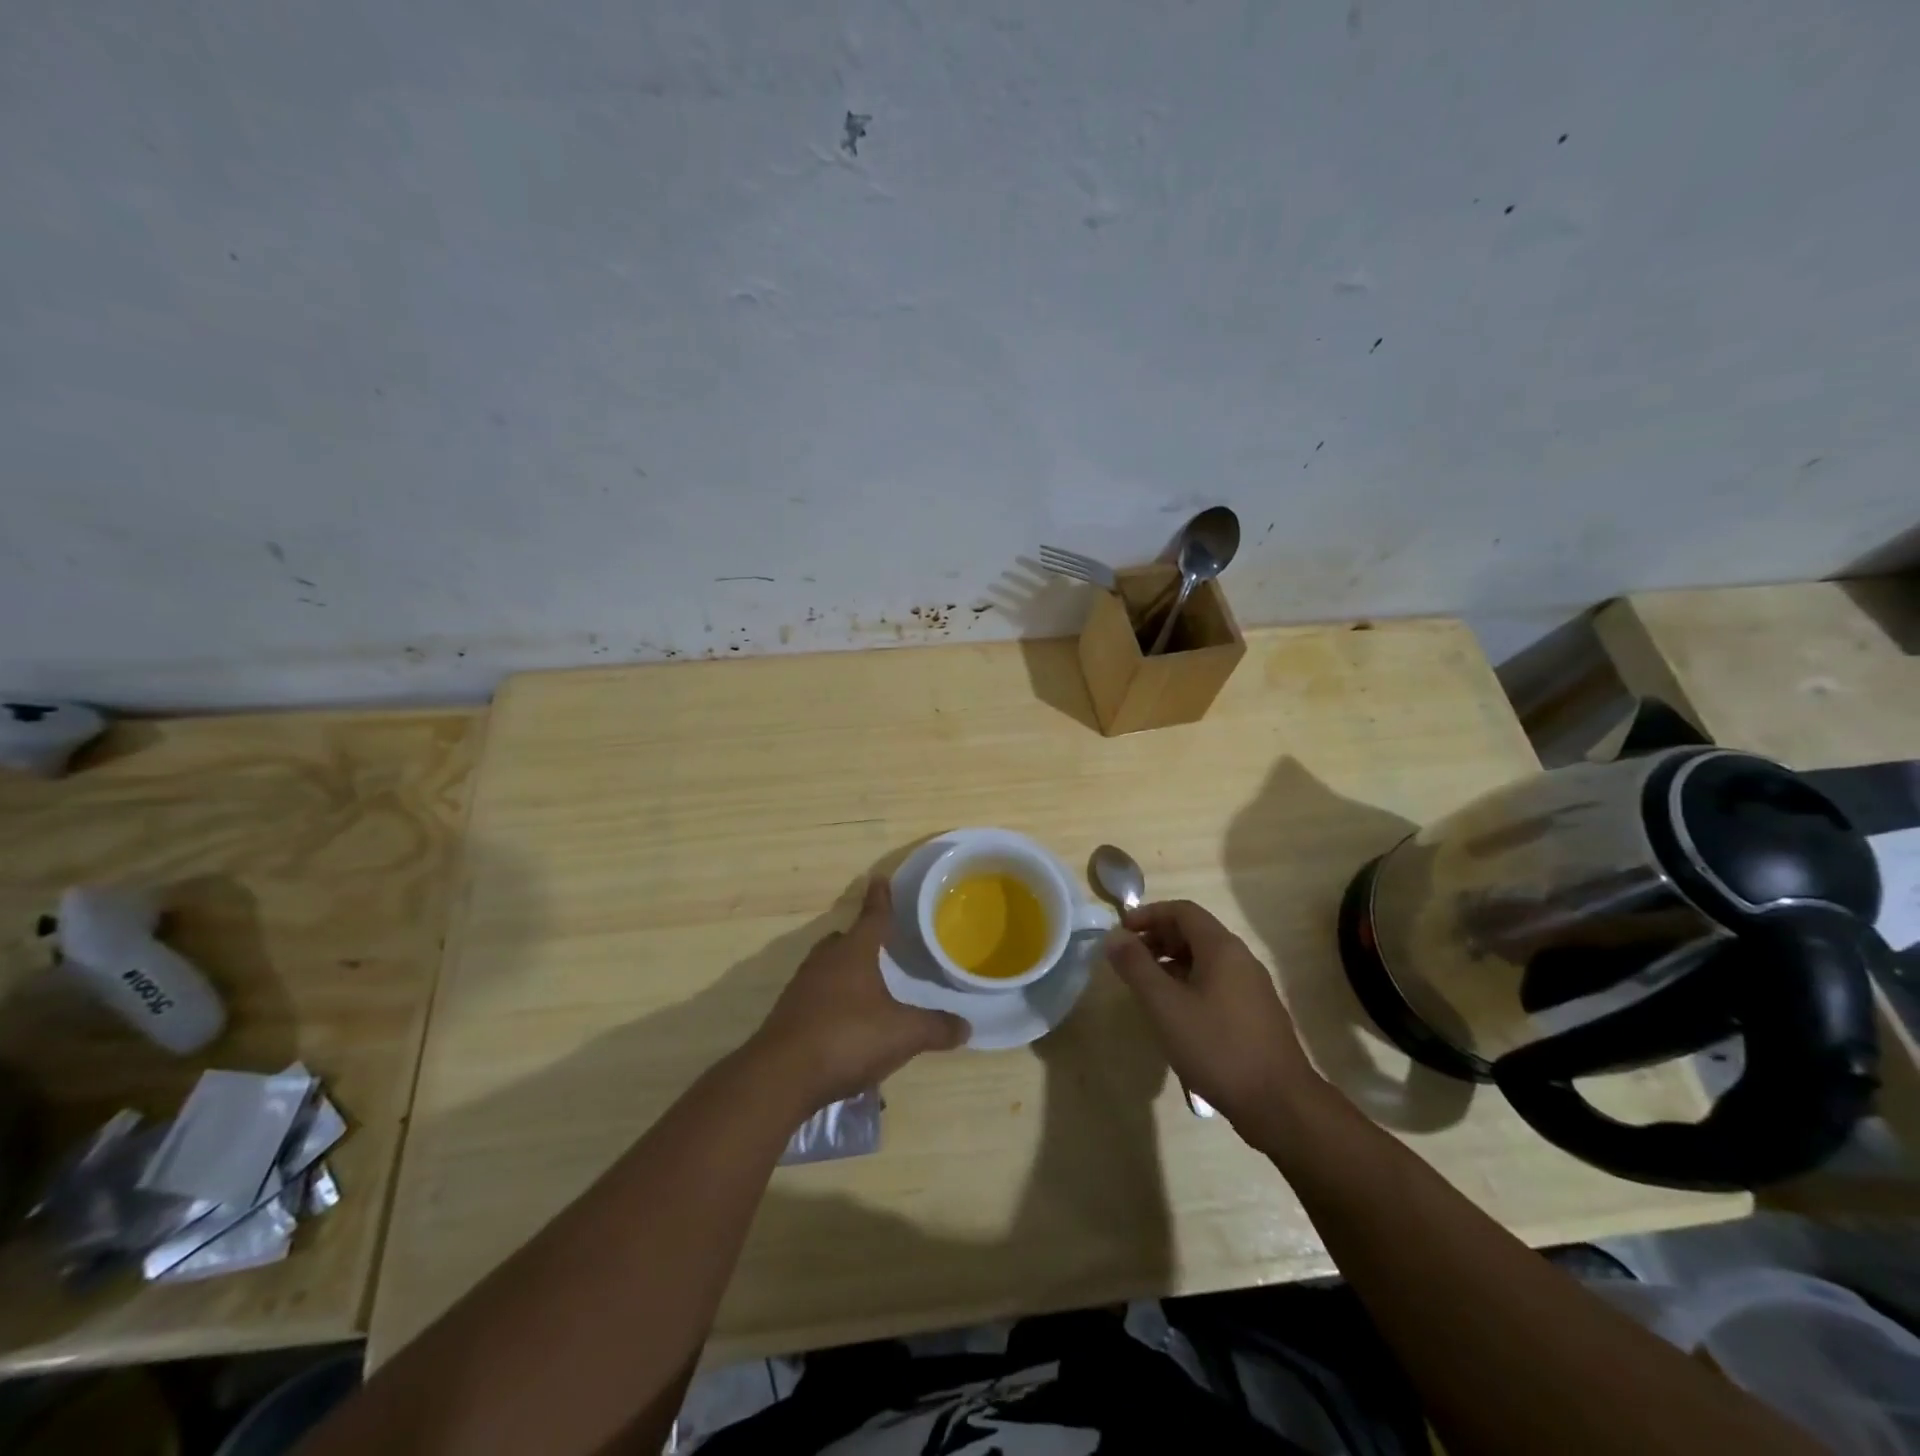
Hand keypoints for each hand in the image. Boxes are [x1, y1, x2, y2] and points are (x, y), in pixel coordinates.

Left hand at [752, 878, 967, 1107]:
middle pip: (844, 940)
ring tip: (867, 984)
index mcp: (853, 953)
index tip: (880, 880)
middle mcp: (825, 962)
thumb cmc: (847, 1038)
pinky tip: (846, 1022)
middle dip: (860, 938)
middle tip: (879, 942)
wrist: (782, 1076)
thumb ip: (935, 1027)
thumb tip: (965, 1027)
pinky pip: (816, 996)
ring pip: (827, 967)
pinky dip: (832, 1000)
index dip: (880, 899)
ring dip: (845, 971)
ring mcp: (802, 988)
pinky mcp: (789, 1016)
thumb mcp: (903, 1034)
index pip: (872, 917)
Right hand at [1103, 900, 1319, 1130]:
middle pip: (1194, 932)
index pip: (1182, 911)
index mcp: (1221, 948)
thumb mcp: (1165, 1005)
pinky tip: (1176, 1014)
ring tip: (1146, 988)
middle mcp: (1241, 959)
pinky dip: (1189, 984)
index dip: (1148, 915)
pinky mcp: (1256, 1014)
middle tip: (1129, 961)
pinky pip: (1217, 983)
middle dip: (1158, 939)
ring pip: (1205, 960)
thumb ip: (1136, 966)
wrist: (1280, 1105)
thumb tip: (1114, 936)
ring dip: (1172, 963)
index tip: (1121, 933)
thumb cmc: (1217, 1047)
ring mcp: (1252, 988)